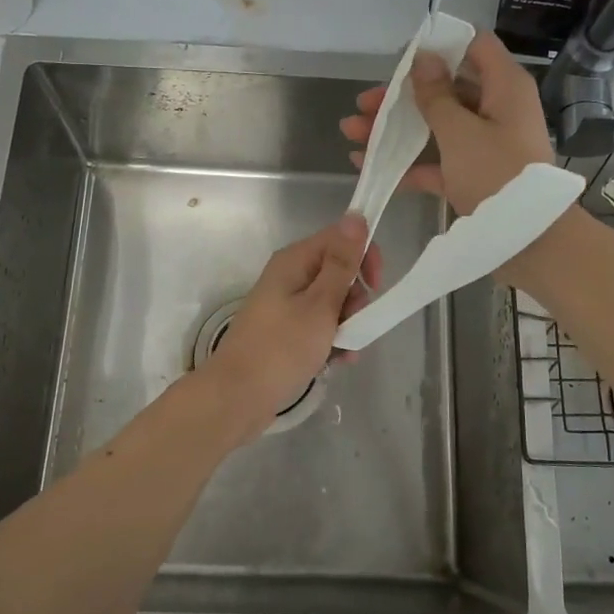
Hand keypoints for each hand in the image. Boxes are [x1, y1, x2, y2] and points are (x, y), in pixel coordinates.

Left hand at [199, 213, 380, 439]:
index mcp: (294, 261)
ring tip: (346, 350)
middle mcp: (289, 276)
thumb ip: (341, 264)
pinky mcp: (285, 331)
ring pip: (332, 302)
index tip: (375, 286)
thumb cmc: (281, 349)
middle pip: (338, 271)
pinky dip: (332, 340)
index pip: (340, 238)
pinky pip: (319, 325)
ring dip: (347, 324)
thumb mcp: (320, 305)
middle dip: (355, 298)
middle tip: (353, 322)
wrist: (238, 397)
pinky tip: (338, 361)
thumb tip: (355, 216)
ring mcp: (286, 305)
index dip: (363, 257)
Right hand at [339, 29, 554, 215]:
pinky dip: (408, 162)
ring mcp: (485, 143)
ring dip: (395, 128)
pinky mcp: (474, 174)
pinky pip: (437, 159)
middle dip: (401, 96)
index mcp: (504, 87)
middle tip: (363, 104)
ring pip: (436, 125)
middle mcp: (497, 108)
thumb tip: (423, 58)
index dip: (438, 46)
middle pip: (446, 88)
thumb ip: (436, 96)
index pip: (474, 46)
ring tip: (351, 133)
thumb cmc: (496, 174)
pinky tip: (369, 165)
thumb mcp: (460, 132)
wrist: (530, 239)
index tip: (401, 58)